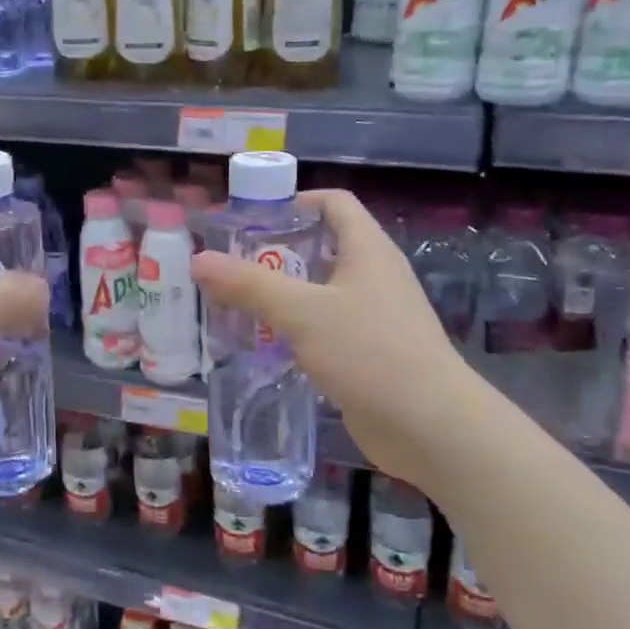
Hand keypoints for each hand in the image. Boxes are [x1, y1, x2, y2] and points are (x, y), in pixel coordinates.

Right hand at [190, 189, 474, 485]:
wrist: (431, 427)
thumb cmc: (371, 353)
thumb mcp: (303, 313)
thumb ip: (250, 285)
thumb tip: (199, 259)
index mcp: (368, 250)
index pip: (334, 203)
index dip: (294, 201)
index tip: (250, 220)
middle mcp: (373, 276)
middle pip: (322, 246)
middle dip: (275, 251)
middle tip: (230, 265)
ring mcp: (373, 316)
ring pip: (320, 290)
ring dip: (281, 293)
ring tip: (236, 303)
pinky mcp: (368, 352)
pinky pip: (324, 327)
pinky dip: (294, 328)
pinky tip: (264, 344)